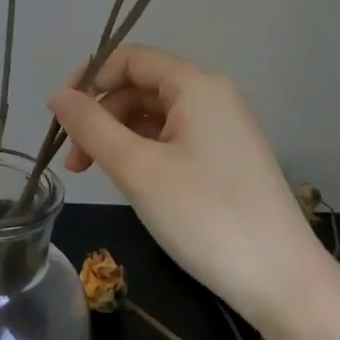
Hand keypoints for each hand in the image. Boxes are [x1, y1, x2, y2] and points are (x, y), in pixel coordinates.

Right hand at [48, 46, 323, 328]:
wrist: (282, 281)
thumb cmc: (205, 216)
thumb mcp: (138, 169)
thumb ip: (92, 126)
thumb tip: (57, 96)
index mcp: (196, 86)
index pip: (131, 59)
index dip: (90, 78)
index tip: (60, 116)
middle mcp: (213, 96)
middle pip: (142, 87)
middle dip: (102, 115)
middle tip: (75, 162)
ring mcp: (224, 128)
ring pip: (156, 115)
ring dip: (120, 136)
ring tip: (97, 174)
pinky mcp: (228, 158)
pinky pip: (175, 138)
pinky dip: (145, 152)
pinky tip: (132, 182)